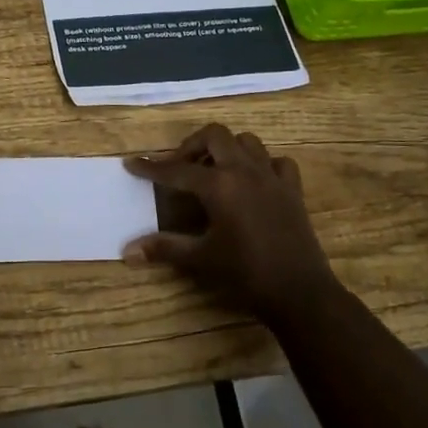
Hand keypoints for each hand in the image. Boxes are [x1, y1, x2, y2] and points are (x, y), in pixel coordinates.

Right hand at [124, 124, 340, 324]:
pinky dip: (263, 165)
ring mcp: (272, 177)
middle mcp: (245, 170)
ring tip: (214, 169)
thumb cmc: (246, 274)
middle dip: (193, 145)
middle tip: (180, 167)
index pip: (176, 170)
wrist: (300, 292)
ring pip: (247, 142)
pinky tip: (254, 182)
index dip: (151, 167)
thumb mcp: (201, 259)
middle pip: (215, 135)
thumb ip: (164, 248)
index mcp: (219, 185)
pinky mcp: (292, 190)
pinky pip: (277, 162)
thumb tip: (127, 250)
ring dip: (227, 149)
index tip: (131, 163)